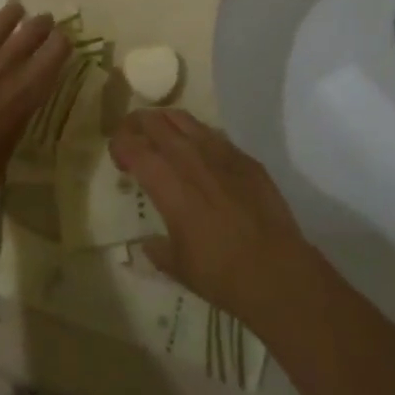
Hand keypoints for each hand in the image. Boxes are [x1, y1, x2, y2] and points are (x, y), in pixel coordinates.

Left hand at [0, 2, 70, 218]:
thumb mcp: (10, 147)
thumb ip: (17, 118)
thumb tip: (14, 109)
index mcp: (29, 89)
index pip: (58, 50)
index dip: (62, 42)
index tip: (62, 42)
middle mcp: (8, 64)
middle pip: (33, 29)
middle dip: (42, 23)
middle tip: (43, 23)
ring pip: (1, 20)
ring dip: (12, 13)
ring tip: (16, 11)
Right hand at [109, 109, 319, 328]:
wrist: (277, 271)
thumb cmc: (221, 274)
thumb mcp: (179, 266)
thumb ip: (158, 249)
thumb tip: (147, 243)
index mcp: (168, 184)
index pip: (134, 147)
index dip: (119, 144)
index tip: (117, 155)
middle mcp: (191, 159)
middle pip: (156, 123)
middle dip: (137, 124)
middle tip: (131, 135)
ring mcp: (220, 153)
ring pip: (184, 120)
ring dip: (165, 122)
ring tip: (160, 133)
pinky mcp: (244, 157)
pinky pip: (213, 134)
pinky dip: (196, 135)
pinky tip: (198, 151)